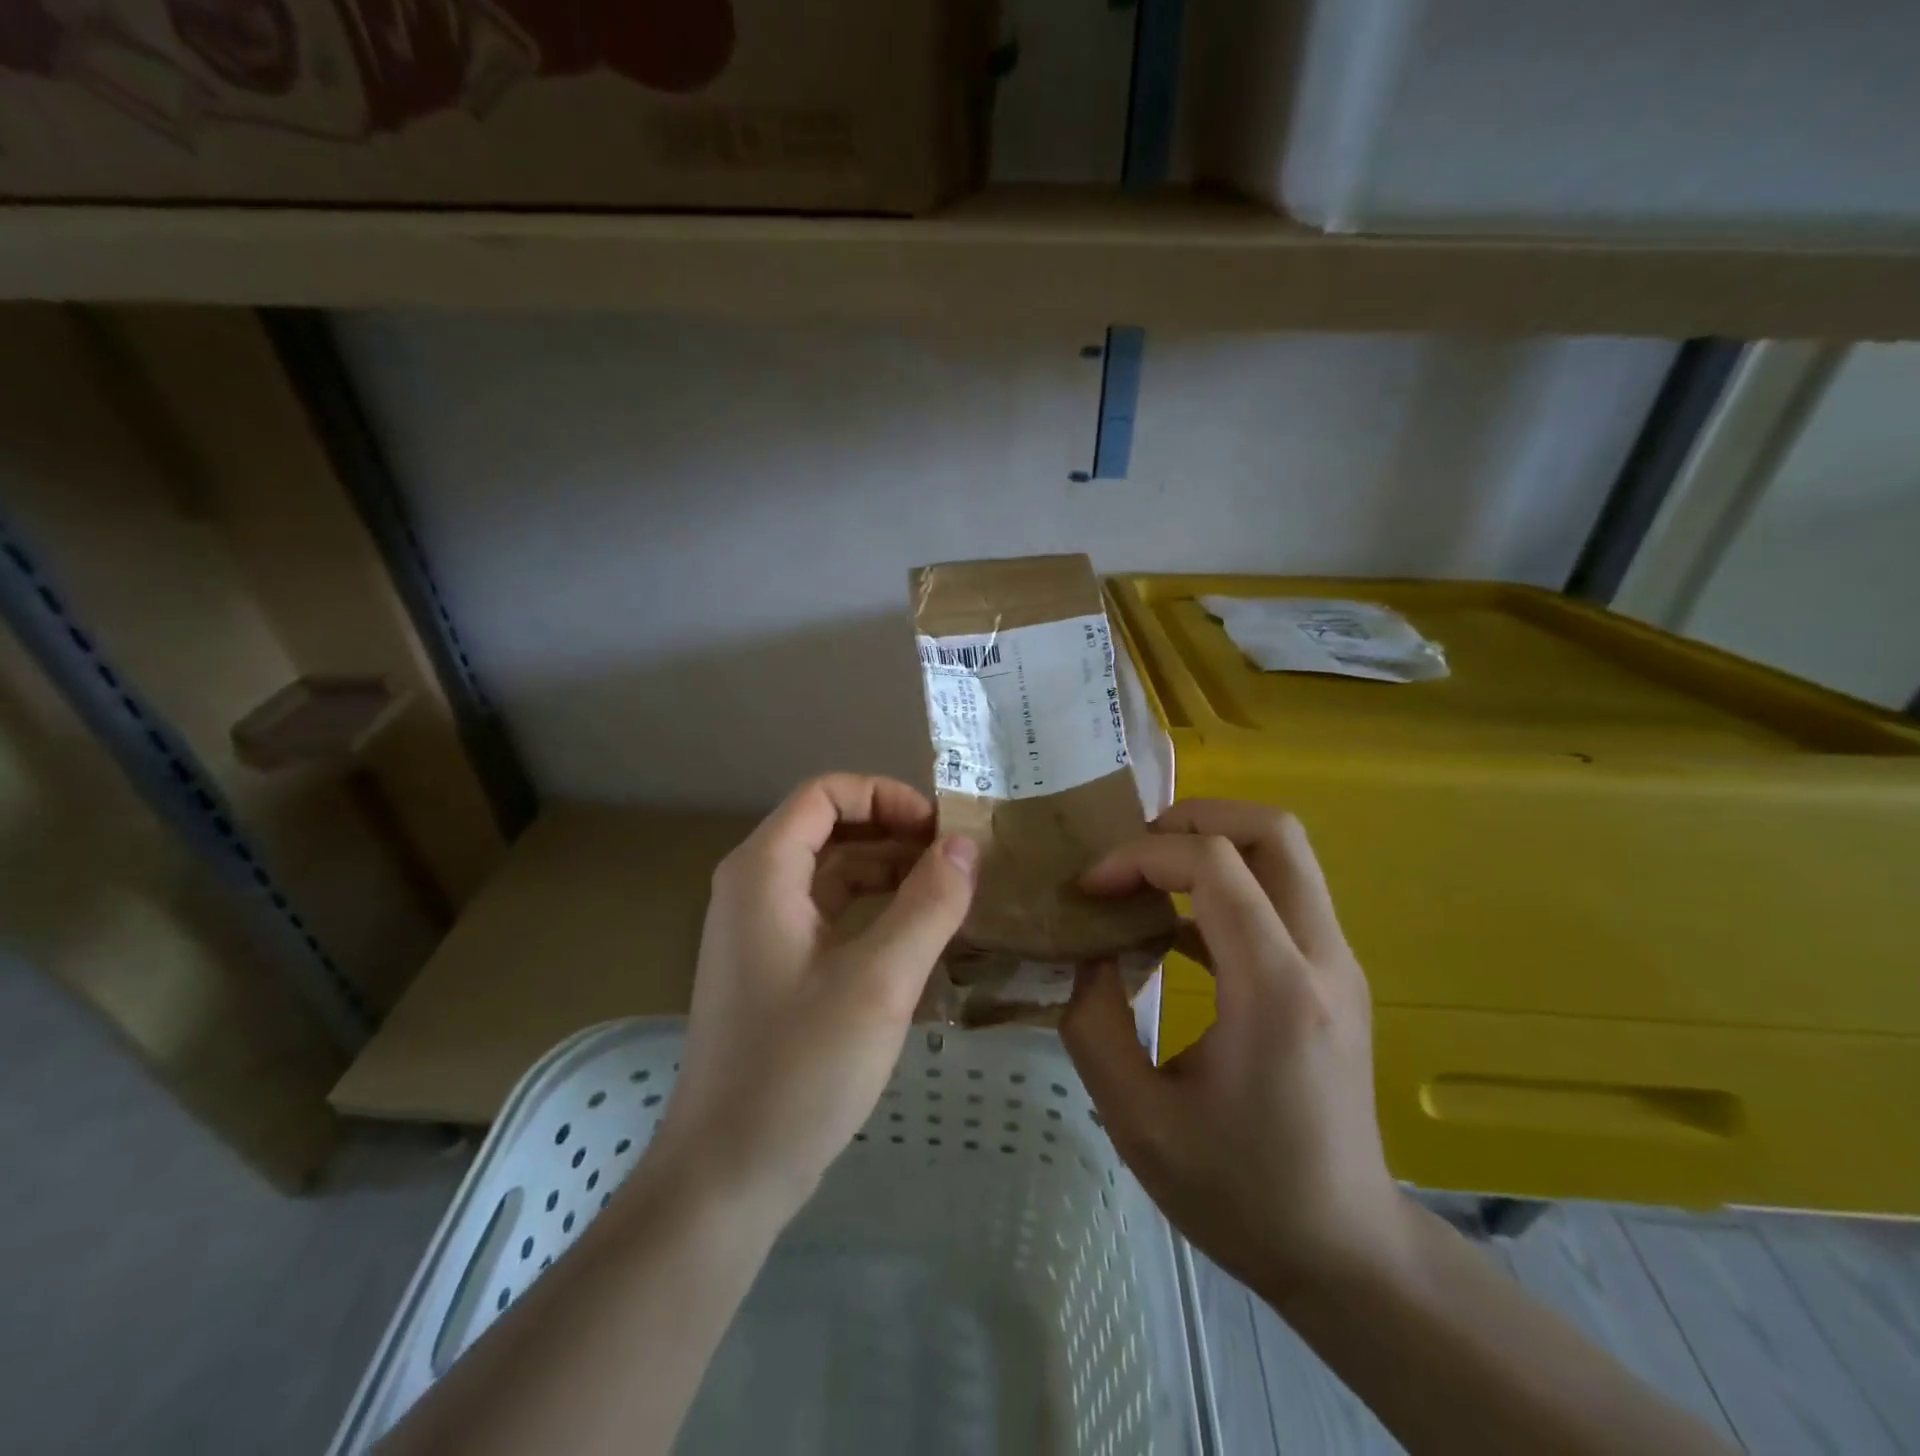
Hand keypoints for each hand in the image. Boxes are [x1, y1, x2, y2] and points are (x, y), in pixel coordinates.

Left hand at [651, 775, 977, 1221]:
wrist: (725, 1176)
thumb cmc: (799, 1069)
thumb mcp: (879, 982)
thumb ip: (929, 904)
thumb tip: (966, 844)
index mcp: (763, 872)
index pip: (827, 794)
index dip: (887, 797)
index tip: (941, 831)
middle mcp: (754, 888)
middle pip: (830, 829)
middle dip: (896, 834)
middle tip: (959, 861)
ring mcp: (761, 930)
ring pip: (833, 874)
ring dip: (890, 874)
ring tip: (952, 895)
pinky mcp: (775, 968)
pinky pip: (830, 915)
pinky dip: (874, 912)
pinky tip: (919, 937)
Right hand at [1061, 800, 1410, 1304]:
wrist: (1346, 1253)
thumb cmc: (1240, 1194)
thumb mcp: (1137, 1120)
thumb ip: (1094, 1023)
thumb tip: (1086, 953)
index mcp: (1276, 990)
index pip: (1214, 865)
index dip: (1140, 856)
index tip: (1091, 887)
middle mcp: (1321, 958)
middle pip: (1272, 830)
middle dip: (1190, 819)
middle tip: (1129, 853)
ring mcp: (1337, 964)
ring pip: (1284, 853)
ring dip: (1209, 844)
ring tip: (1143, 878)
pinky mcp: (1332, 976)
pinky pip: (1280, 894)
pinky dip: (1224, 885)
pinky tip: (1171, 930)